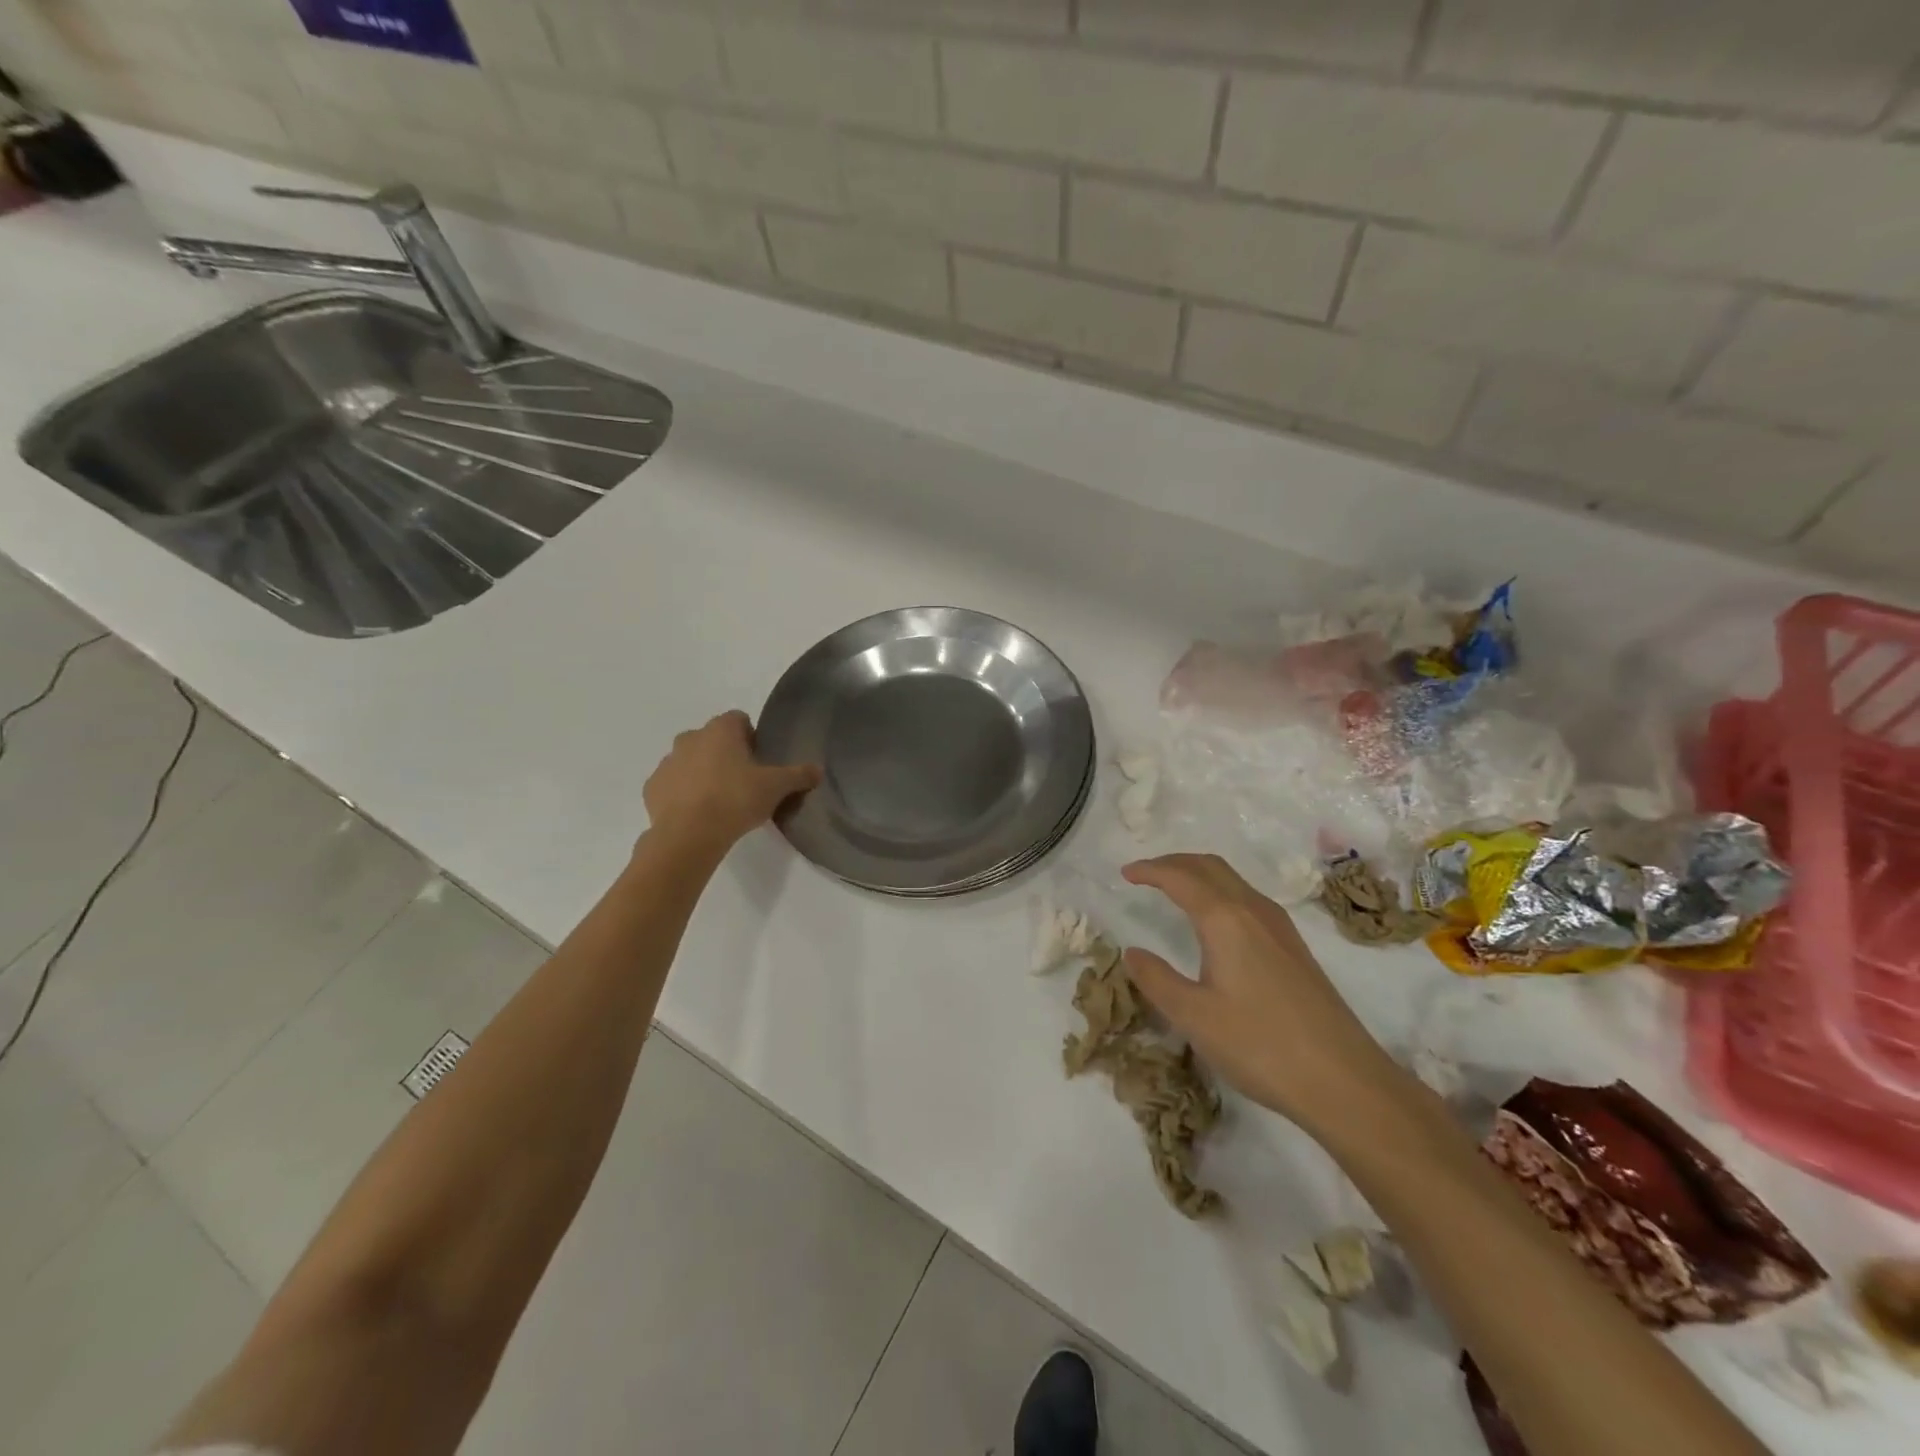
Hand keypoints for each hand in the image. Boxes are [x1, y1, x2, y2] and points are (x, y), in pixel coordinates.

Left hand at [643, 711, 820, 856]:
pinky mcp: (652, 788)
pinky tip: (697, 814)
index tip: (759, 760)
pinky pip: (672, 785)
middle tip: (743, 782)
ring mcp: (667, 762)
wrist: (689, 836)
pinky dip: (683, 794)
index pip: (738, 719)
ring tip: (719, 801)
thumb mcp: (776, 787)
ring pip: (689, 760)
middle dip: (725, 754)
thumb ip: (798, 775)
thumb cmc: (736, 800)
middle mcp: (690, 738)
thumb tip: (818, 770)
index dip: (751, 737)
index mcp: (720, 730)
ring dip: (702, 772)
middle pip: (712, 739)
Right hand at [1120, 854, 1401, 1134]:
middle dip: (1174, 862)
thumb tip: (1132, 953)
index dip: (1150, 870)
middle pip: (1210, 866)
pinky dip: (1220, 892)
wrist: (1344, 1080)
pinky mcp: (1294, 947)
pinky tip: (1215, 920)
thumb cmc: (1261, 1045)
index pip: (1180, 877)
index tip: (1125, 873)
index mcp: (1225, 919)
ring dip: (1199, 874)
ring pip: (1233, 880)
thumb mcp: (1194, 1017)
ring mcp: (1279, 927)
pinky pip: (1248, 898)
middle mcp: (1254, 910)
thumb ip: (1157, 980)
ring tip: (1173, 889)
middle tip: (1145, 874)